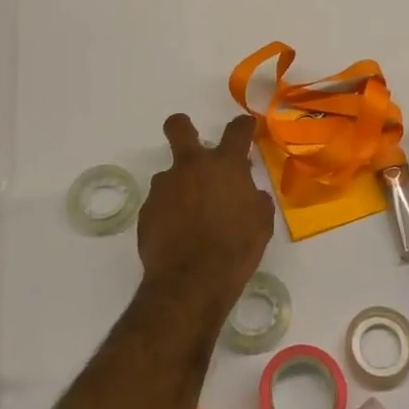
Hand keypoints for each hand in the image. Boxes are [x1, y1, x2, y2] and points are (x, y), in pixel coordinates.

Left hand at [138, 113, 273, 313]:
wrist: (191, 282)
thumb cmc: (236, 249)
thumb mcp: (261, 221)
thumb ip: (254, 196)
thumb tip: (246, 190)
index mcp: (225, 165)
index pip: (237, 129)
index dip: (242, 126)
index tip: (245, 128)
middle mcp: (191, 167)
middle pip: (179, 127)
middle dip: (183, 127)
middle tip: (191, 141)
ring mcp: (164, 187)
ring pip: (169, 174)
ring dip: (180, 186)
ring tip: (190, 216)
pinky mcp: (147, 210)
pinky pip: (160, 203)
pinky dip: (169, 212)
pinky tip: (177, 234)